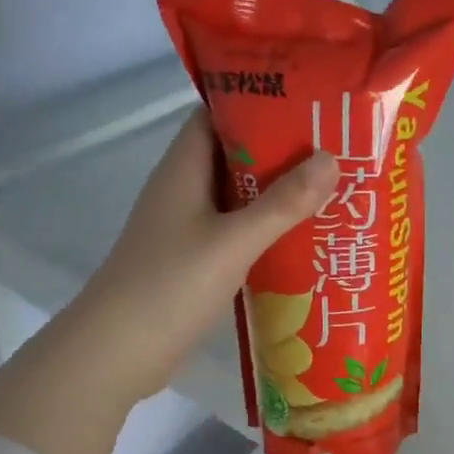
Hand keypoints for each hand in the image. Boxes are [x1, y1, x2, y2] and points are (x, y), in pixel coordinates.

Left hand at [83, 110, 337, 403]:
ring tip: (332, 189)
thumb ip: (283, 203)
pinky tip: (303, 240)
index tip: (308, 102)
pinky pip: (236, 232)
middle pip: (235, 156)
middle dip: (281, 151)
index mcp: (183, 169)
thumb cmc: (170, 285)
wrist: (118, 352)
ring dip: (277, 194)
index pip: (217, 115)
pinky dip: (266, 230)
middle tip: (336, 148)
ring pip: (238, 197)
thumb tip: (330, 159)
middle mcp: (184, 191)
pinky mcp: (193, 261)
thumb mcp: (233, 241)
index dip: (259, 102)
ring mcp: (186, 228)